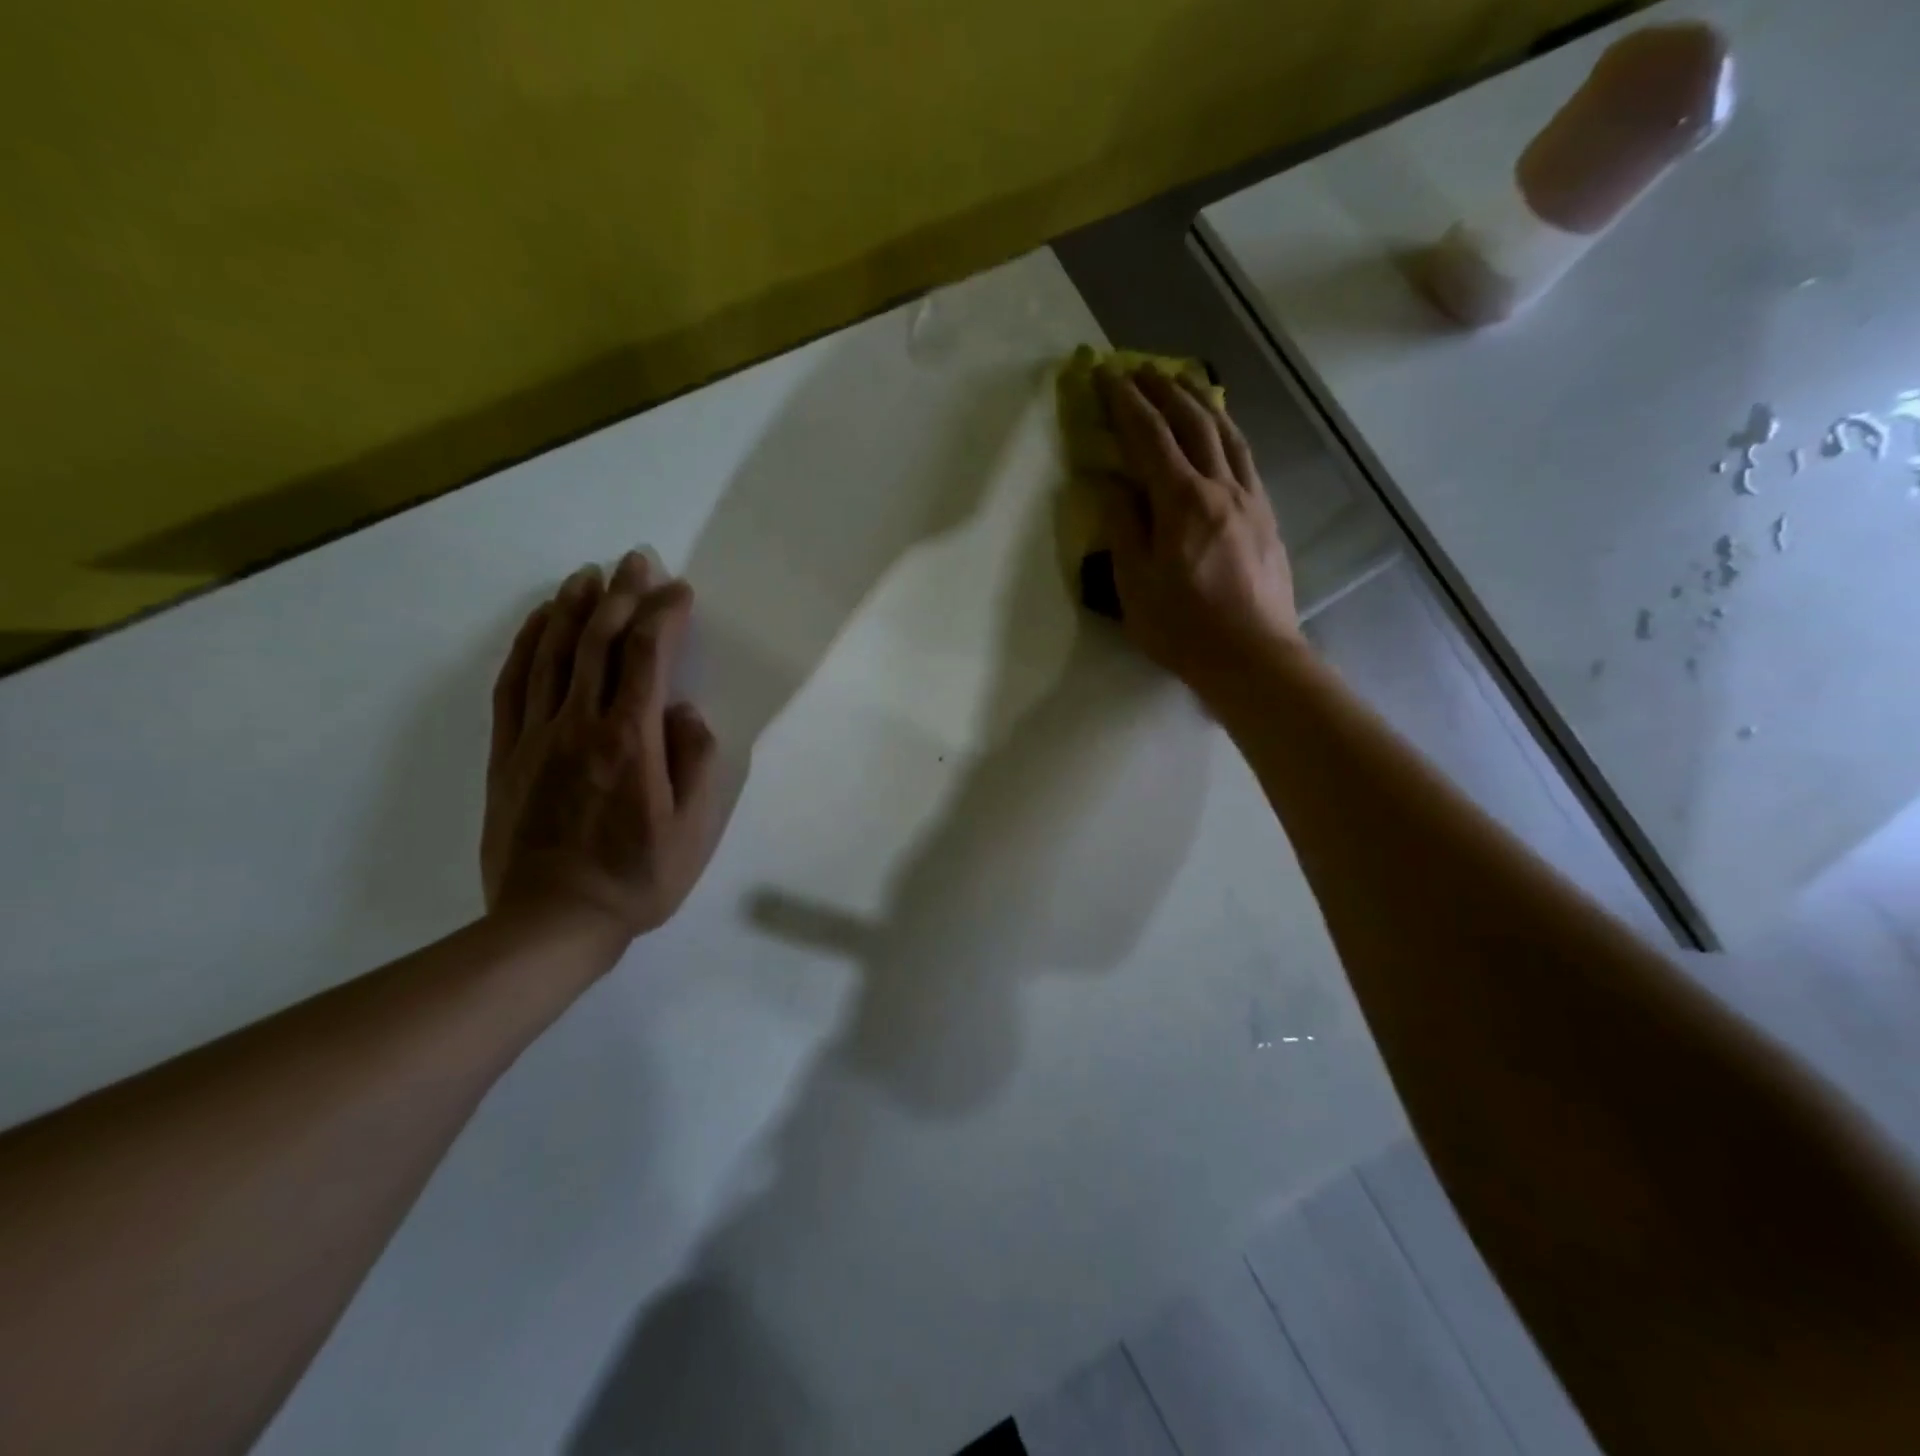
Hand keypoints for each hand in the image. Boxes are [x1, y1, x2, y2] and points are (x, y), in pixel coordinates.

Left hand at [481, 552, 719, 946]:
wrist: (551, 922)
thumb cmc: (637, 878)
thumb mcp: (693, 831)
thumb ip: (697, 763)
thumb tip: (686, 713)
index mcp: (630, 741)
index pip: (648, 658)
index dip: (665, 615)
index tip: (681, 591)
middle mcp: (580, 724)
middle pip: (597, 641)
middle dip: (621, 594)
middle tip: (636, 561)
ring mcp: (535, 735)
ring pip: (551, 653)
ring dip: (571, 607)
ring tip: (588, 575)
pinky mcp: (506, 753)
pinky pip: (512, 684)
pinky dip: (526, 644)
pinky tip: (537, 623)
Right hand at [1095, 368, 1301, 691]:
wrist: (1253, 655)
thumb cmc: (1183, 627)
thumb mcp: (1134, 583)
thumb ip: (1124, 528)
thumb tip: (1114, 485)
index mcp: (1181, 501)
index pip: (1149, 437)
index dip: (1126, 402)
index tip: (1107, 375)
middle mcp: (1220, 487)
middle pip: (1193, 422)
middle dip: (1164, 389)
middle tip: (1141, 368)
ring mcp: (1250, 499)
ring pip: (1227, 433)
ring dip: (1201, 402)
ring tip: (1183, 383)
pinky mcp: (1267, 517)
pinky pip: (1246, 458)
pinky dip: (1227, 432)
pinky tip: (1220, 433)